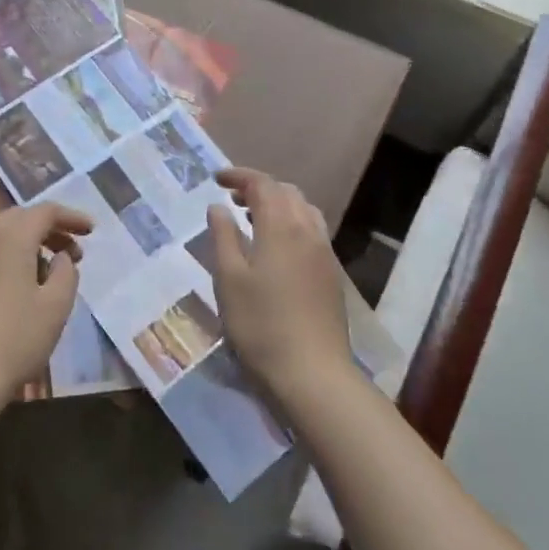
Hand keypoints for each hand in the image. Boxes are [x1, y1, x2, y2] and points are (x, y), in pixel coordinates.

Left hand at [0, 201, 91, 411]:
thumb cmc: (16, 339)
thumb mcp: (56, 306)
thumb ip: (65, 273)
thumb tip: (60, 257)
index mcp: (11, 241)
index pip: (44, 212)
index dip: (70, 217)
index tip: (91, 231)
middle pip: (19, 220)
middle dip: (48, 229)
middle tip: (71, 250)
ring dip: (26, 249)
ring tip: (47, 277)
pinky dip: (6, 267)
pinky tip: (15, 297)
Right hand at [206, 168, 350, 407]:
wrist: (313, 373)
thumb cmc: (261, 324)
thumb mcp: (228, 279)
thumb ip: (223, 237)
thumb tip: (219, 208)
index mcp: (281, 226)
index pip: (262, 184)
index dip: (239, 176)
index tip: (216, 179)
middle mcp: (308, 230)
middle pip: (286, 192)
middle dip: (259, 187)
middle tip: (232, 198)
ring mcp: (324, 252)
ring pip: (303, 209)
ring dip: (278, 204)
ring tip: (253, 218)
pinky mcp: (331, 273)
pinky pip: (312, 229)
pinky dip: (291, 222)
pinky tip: (276, 247)